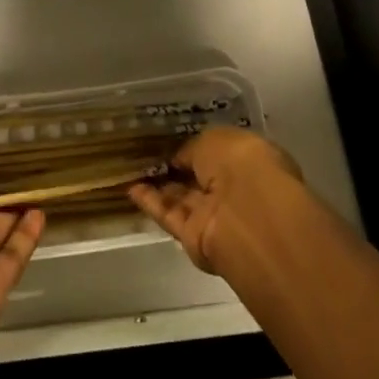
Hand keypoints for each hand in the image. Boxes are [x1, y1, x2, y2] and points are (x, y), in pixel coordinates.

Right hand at [130, 128, 301, 272]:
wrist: (248, 216)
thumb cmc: (241, 164)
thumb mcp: (215, 139)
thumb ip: (195, 148)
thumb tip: (180, 158)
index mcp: (249, 162)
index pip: (220, 154)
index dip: (196, 148)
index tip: (171, 139)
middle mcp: (234, 191)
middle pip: (199, 179)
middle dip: (177, 168)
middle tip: (145, 152)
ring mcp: (214, 217)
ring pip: (182, 198)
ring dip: (158, 185)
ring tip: (131, 167)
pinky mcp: (194, 239)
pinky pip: (170, 216)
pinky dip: (150, 203)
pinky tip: (129, 187)